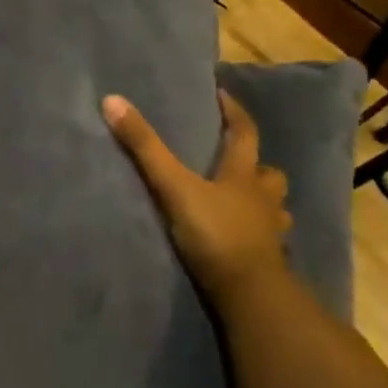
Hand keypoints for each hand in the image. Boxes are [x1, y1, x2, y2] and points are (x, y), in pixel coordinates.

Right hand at [103, 90, 291, 302]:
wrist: (248, 292)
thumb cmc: (214, 233)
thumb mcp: (173, 186)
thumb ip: (144, 148)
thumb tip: (112, 100)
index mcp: (243, 176)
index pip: (244, 134)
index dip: (234, 112)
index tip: (223, 95)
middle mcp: (262, 199)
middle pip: (268, 173)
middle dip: (257, 164)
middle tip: (240, 160)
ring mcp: (269, 231)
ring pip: (274, 207)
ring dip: (263, 200)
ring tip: (244, 200)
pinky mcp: (267, 260)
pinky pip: (268, 239)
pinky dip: (260, 233)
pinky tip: (245, 238)